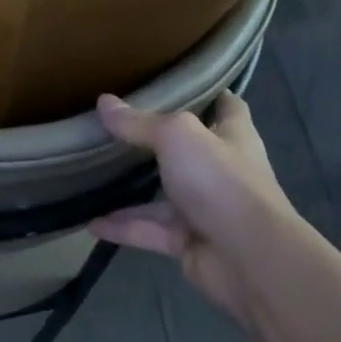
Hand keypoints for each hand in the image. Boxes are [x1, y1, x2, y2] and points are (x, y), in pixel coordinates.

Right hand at [89, 91, 299, 315]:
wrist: (249, 258)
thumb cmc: (220, 181)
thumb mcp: (176, 137)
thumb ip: (139, 123)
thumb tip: (103, 102)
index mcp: (233, 137)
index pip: (228, 108)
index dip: (209, 94)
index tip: (181, 83)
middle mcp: (222, 171)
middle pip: (188, 152)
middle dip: (157, 143)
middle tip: (117, 128)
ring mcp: (206, 209)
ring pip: (163, 196)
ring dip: (131, 192)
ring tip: (93, 178)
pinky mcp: (189, 242)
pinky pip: (150, 231)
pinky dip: (123, 228)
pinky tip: (92, 224)